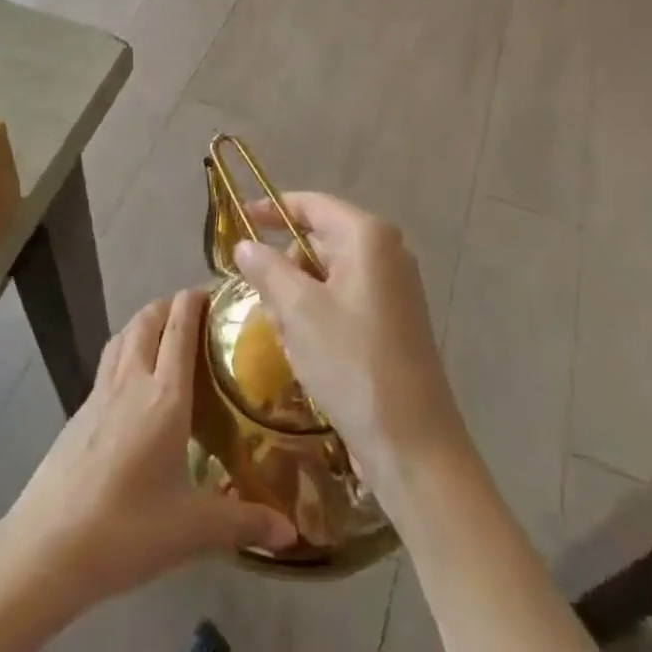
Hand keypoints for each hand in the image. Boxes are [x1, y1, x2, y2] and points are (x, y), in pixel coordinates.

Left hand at [0, 290, 296, 608]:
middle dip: (170, 305)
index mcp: (164, 396)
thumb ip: (244, 522)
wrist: (47, 547)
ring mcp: (100, 393)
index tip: (216, 291)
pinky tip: (132, 378)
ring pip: (123, 335)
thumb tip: (293, 532)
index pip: (181, 328)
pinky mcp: (79, 411)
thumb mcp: (192, 530)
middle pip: (148, 320)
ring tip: (164, 330)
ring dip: (144, 321)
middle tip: (196, 312)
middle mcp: (132, 381)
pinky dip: (125, 349)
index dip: (196, 301)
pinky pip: (108, 361)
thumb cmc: (127, 530)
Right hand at [235, 193, 468, 489]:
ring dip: (298, 298)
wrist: (413, 446)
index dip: (272, 209)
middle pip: (319, 240)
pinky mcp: (393, 322)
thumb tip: (245, 244)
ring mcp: (394, 289)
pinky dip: (318, 317)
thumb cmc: (352, 364)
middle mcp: (387, 253)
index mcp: (368, 237)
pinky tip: (304, 352)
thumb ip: (267, 268)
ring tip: (283, 335)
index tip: (238, 220)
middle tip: (257, 297)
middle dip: (284, 266)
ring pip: (327, 275)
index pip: (312, 205)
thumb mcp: (298, 311)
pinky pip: (343, 301)